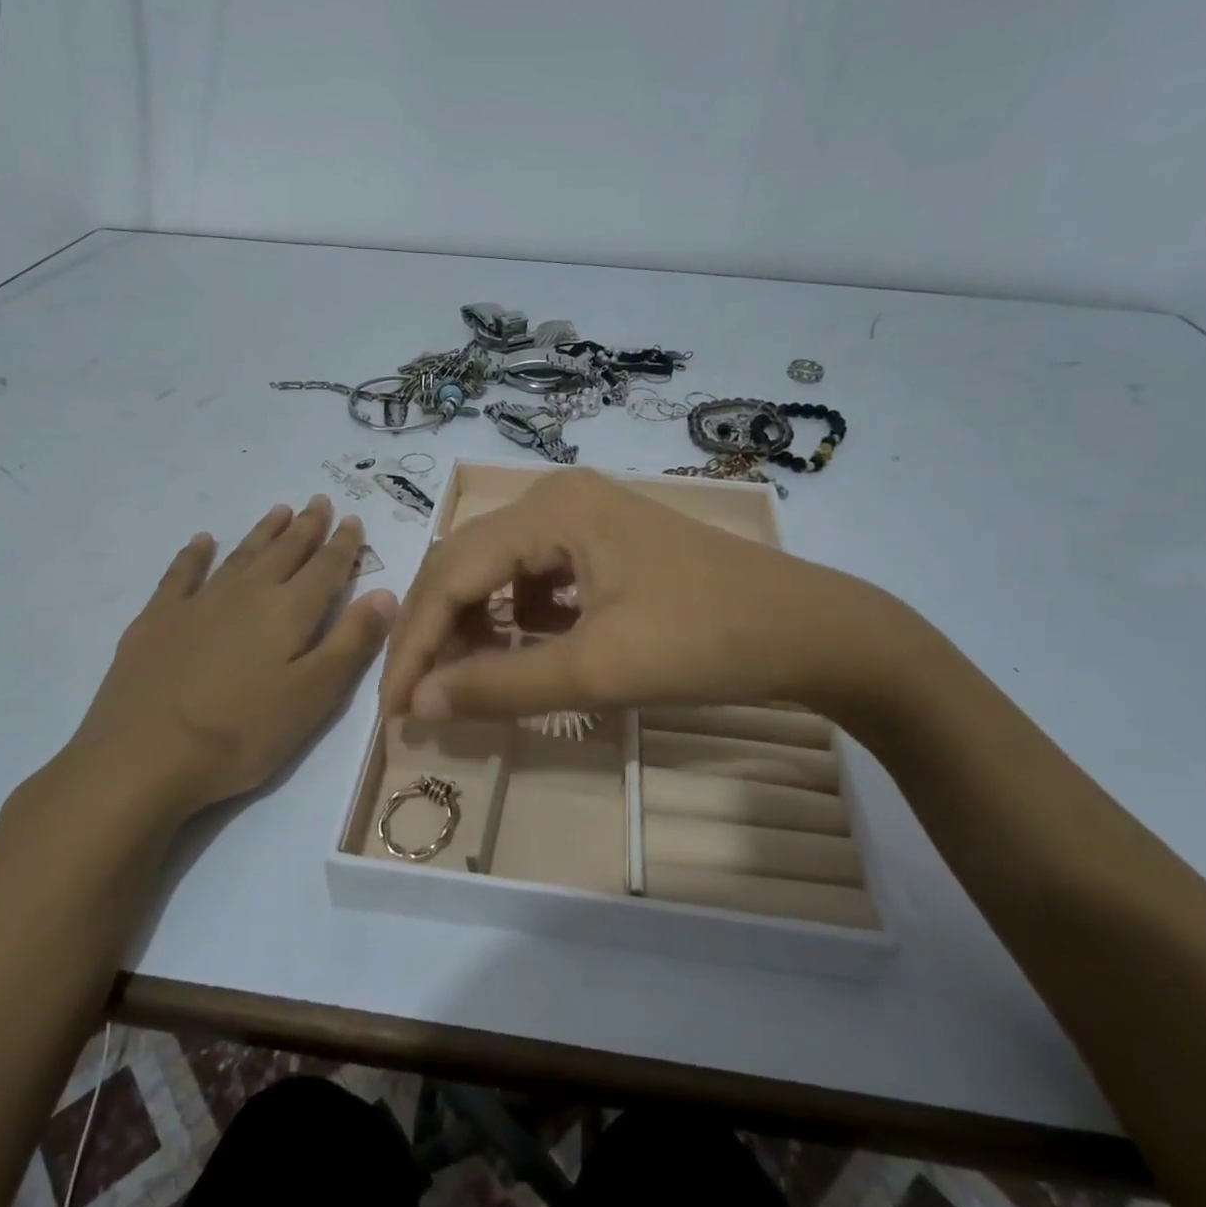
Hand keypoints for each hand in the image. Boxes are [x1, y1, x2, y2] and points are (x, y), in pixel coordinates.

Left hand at [29, 496, 396, 842]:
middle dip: (307, 527)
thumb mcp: (314, 696)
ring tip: (280, 510)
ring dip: (263, 531)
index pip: (326, 568)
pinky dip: (195, 554)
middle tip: (319, 501)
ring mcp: (198, 602)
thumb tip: (388, 593)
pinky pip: (181, 573)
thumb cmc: (242, 733)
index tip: (352, 518)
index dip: (343, 544)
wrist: (143, 758)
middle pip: (285, 551)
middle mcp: (248, 593)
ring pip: (241, 555)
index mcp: (289, 612)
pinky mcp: (157, 619)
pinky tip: (202, 542)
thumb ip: (352, 642)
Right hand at [381, 469, 926, 731]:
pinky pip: (537, 575)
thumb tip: (421, 705)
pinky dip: (518, 616)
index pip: (453, 574)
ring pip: (499, 569)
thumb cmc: (706, 642)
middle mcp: (557, 497)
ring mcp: (585, 516)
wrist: (810, 630)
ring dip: (475, 624)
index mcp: (551, 509)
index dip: (416, 644)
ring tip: (470, 679)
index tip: (394, 708)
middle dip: (438, 633)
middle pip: (468, 564)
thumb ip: (503, 686)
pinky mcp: (606, 542)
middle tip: (422, 699)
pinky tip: (528, 648)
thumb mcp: (598, 670)